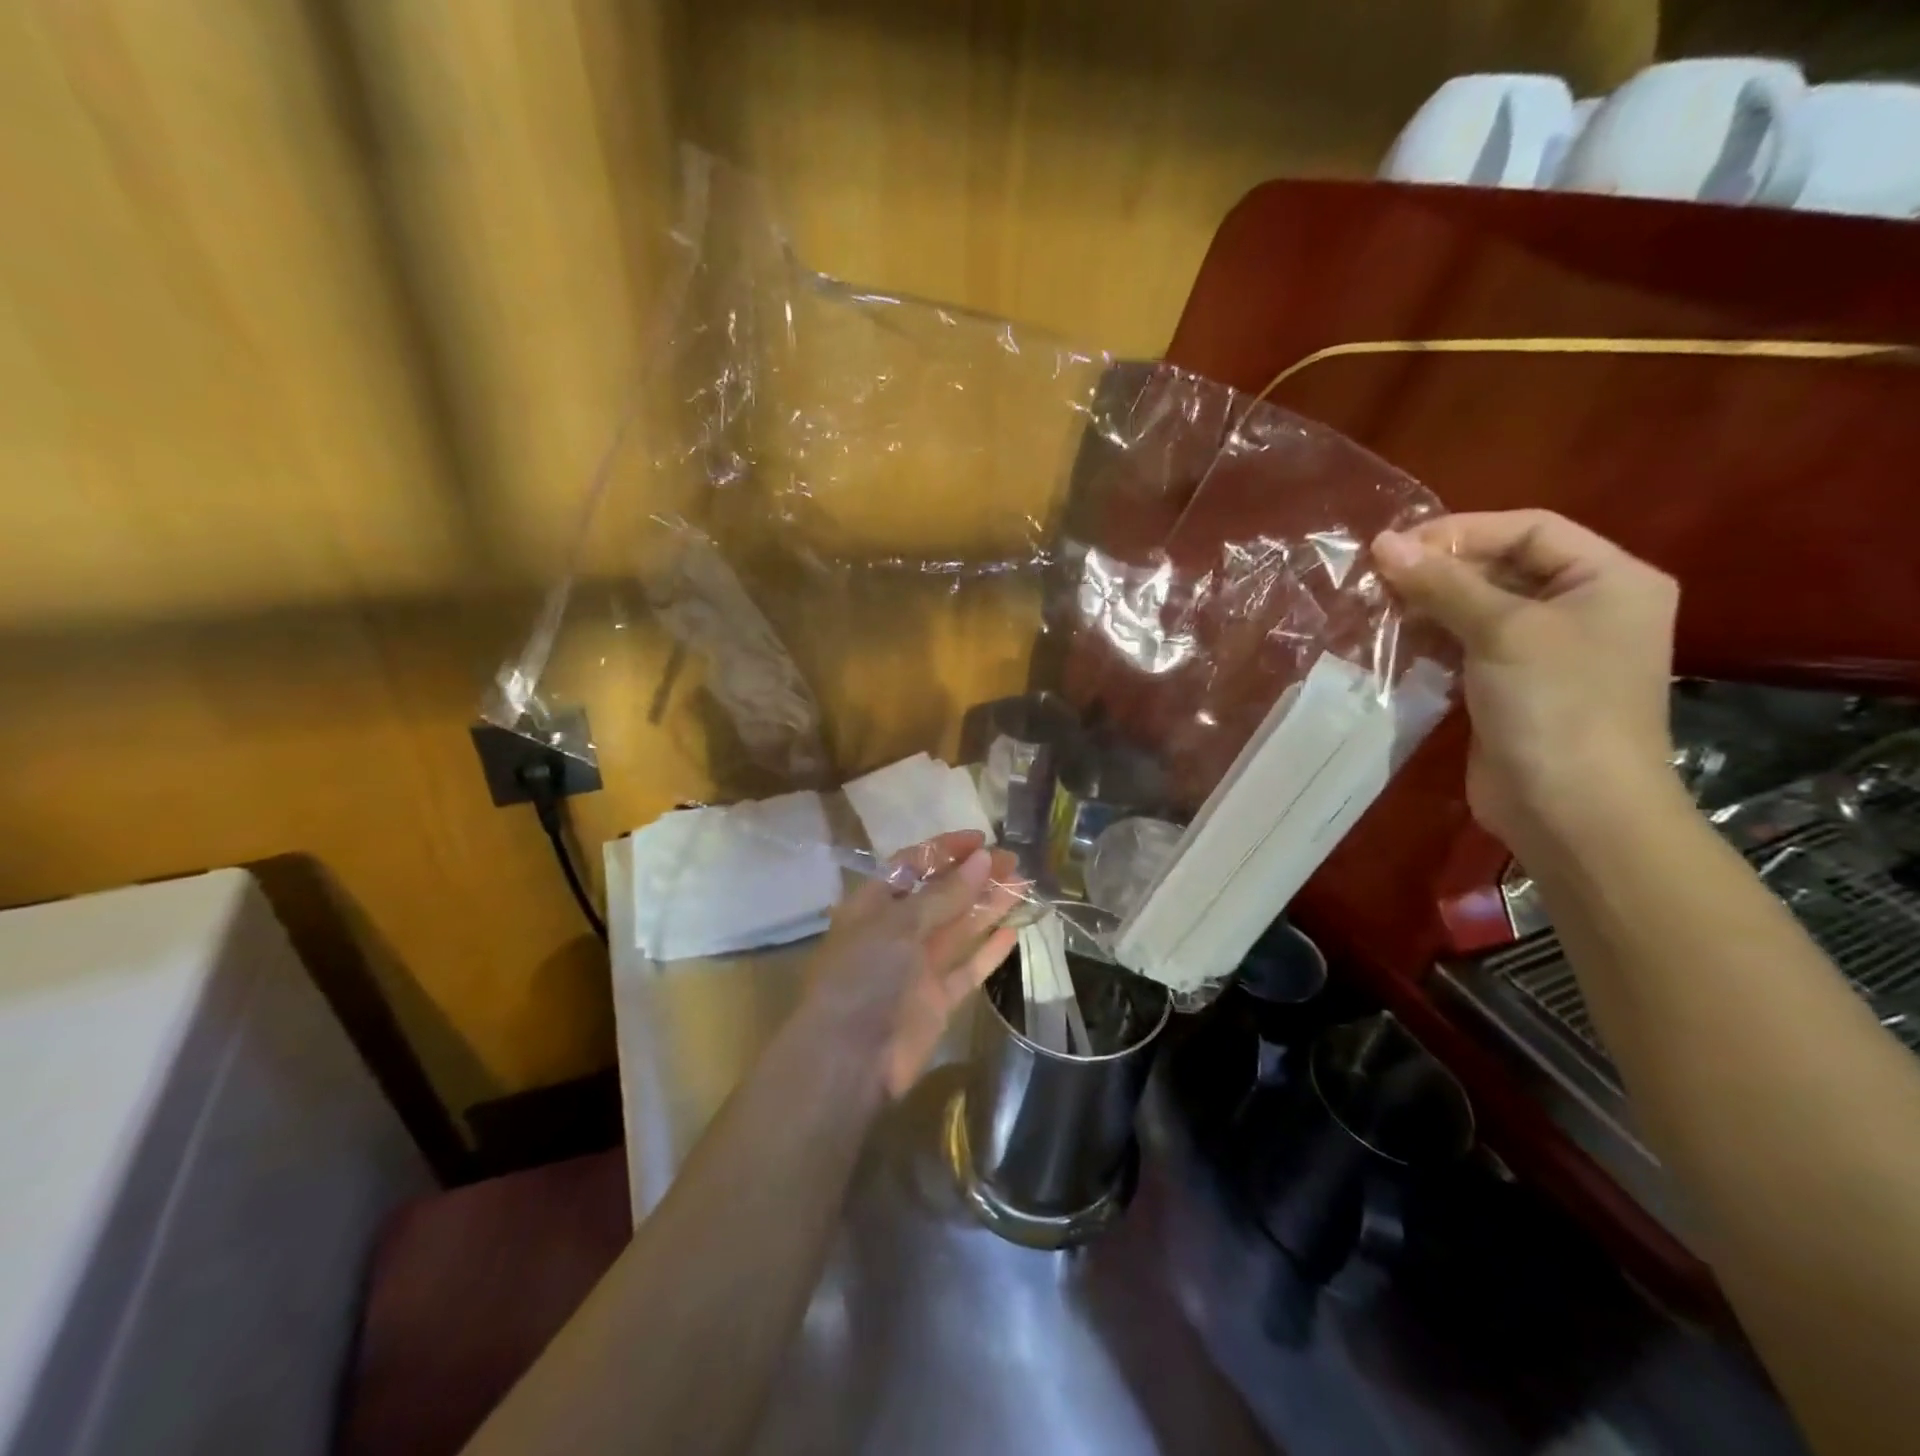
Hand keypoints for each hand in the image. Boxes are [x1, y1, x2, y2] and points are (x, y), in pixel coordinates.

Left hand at [801, 830, 1021, 1097]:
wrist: (849, 1059)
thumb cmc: (864, 976)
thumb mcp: (900, 925)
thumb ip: (944, 894)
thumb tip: (982, 859)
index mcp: (874, 905)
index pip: (912, 865)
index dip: (945, 850)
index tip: (982, 839)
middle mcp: (896, 932)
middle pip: (941, 895)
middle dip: (974, 876)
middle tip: (1013, 861)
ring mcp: (917, 967)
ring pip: (959, 928)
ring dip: (989, 906)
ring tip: (1024, 885)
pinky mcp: (937, 1000)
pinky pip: (968, 968)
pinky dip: (989, 950)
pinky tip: (1014, 930)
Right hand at [1372, 510, 1678, 855]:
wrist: (1572, 810)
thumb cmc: (1556, 705)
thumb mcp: (1502, 631)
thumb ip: (1443, 583)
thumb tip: (1382, 542)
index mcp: (1610, 580)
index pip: (1529, 529)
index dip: (1460, 531)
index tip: (1394, 548)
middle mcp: (1584, 608)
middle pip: (1502, 566)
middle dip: (1439, 569)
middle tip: (1377, 578)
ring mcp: (1548, 652)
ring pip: (1479, 608)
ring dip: (1429, 604)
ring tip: (1376, 605)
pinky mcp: (1512, 687)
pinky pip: (1468, 646)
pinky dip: (1432, 639)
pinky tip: (1394, 640)